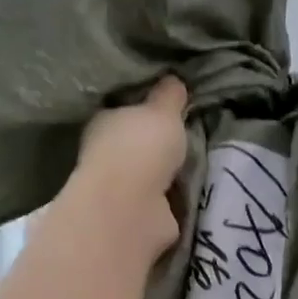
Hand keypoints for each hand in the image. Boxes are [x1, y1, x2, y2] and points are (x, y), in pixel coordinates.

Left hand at [64, 76, 189, 261]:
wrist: (133, 207)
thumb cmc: (140, 147)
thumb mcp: (163, 110)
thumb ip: (169, 96)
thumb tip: (174, 80)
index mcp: (103, 122)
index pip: (123, 110)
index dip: (144, 108)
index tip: (169, 107)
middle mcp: (104, 156)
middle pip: (135, 145)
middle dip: (156, 144)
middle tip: (187, 138)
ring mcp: (118, 190)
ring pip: (147, 176)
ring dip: (165, 175)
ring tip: (194, 167)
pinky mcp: (135, 218)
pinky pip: (159, 203)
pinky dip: (170, 201)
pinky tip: (189, 194)